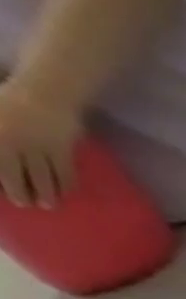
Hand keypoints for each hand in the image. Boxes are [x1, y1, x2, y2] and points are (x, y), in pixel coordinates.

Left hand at [0, 81, 81, 208]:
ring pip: (44, 176)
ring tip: (49, 204)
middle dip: (22, 191)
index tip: (7, 195)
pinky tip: (66, 191)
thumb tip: (2, 155)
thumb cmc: (7, 99)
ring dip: (47, 192)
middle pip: (19, 174)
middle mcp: (16, 144)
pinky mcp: (63, 151)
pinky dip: (66, 184)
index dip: (4, 182)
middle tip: (27, 205)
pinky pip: (65, 172)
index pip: (0, 166)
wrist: (45, 93)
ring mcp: (41, 149)